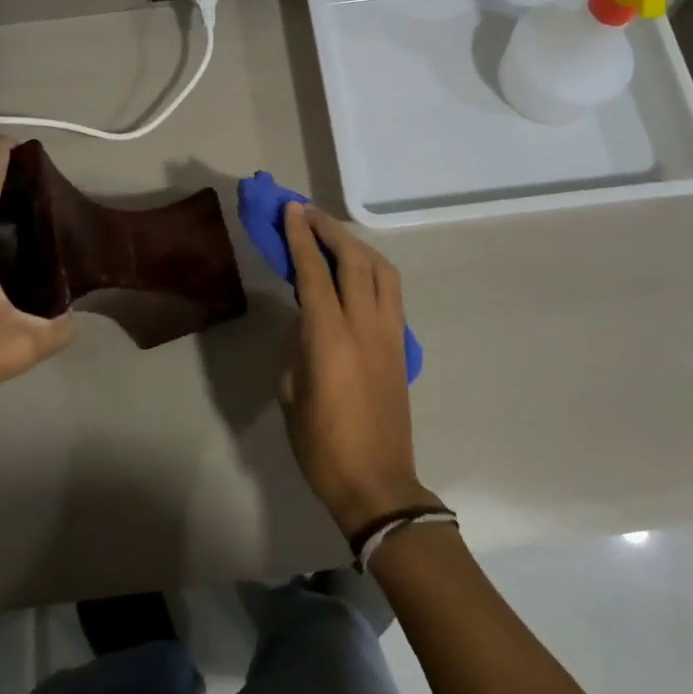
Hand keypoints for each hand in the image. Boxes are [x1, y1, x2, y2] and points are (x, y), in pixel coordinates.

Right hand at [279, 203, 438, 538]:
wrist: (377, 484)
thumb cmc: (322, 444)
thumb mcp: (291, 390)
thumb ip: (298, 344)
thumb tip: (307, 319)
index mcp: (330, 337)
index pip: (315, 272)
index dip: (301, 237)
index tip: (291, 210)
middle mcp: (365, 325)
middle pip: (354, 260)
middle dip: (329, 229)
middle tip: (307, 212)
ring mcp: (390, 334)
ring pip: (381, 271)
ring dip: (356, 245)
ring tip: (334, 235)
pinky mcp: (402, 346)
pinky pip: (391, 292)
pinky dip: (372, 270)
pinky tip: (357, 271)